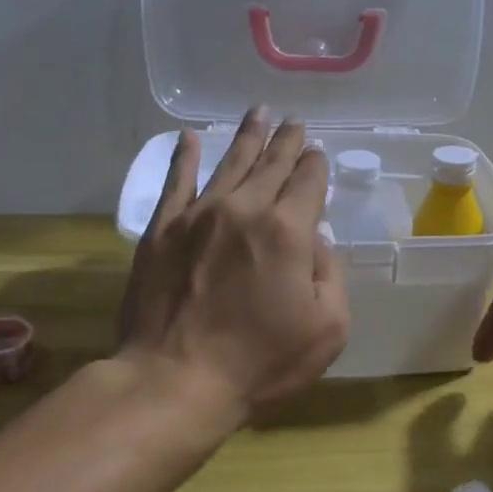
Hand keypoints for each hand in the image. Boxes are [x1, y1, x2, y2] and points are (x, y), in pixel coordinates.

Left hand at [118, 107, 349, 415]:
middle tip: (294, 121)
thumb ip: (330, 275)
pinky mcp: (162, 230)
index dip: (316, 165)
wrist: (176, 379)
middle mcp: (244, 209)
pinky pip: (176, 182)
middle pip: (271, 164)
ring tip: (258, 112)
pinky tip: (188, 138)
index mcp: (288, 230)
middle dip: (286, 141)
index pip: (308, 182)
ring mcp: (198, 216)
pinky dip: (183, 157)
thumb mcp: (327, 328)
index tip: (317, 154)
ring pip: (229, 163)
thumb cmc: (260, 361)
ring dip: (247, 137)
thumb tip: (317, 240)